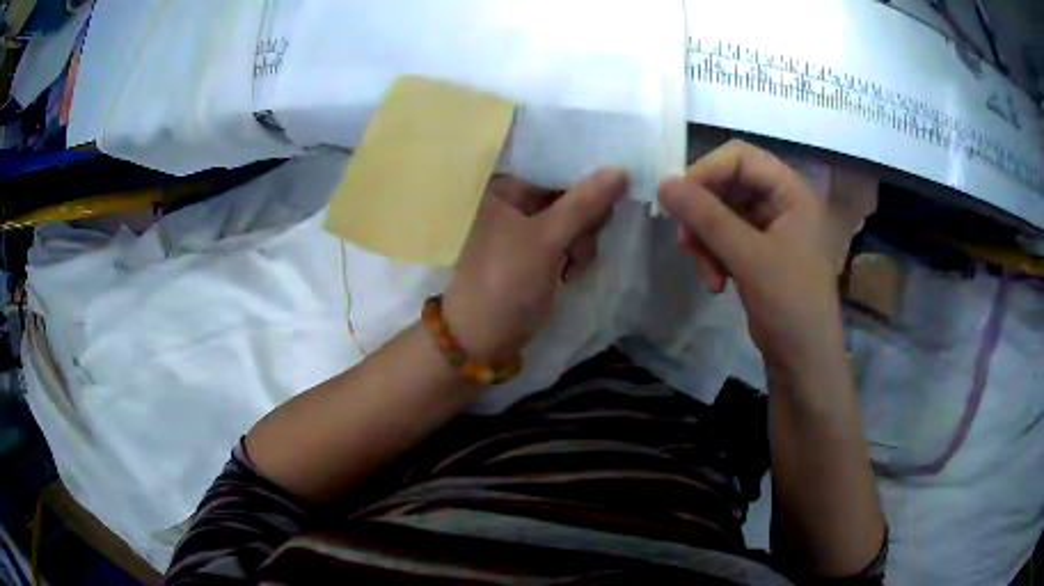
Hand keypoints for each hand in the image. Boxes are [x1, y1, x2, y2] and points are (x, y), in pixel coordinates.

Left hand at [443, 169, 627, 362]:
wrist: (483, 338)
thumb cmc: (505, 283)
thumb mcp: (545, 240)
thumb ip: (583, 203)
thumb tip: (621, 170)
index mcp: (509, 186)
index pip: (557, 163)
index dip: (588, 172)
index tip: (615, 186)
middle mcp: (519, 199)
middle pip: (573, 190)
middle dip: (586, 218)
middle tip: (580, 243)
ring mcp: (531, 227)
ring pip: (578, 217)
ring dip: (584, 241)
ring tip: (572, 267)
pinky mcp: (541, 251)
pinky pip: (573, 238)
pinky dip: (578, 255)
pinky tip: (570, 276)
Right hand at [658, 140, 843, 373]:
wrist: (804, 362)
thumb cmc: (790, 303)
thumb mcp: (749, 257)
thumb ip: (707, 217)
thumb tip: (663, 184)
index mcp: (791, 191)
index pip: (740, 157)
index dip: (706, 171)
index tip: (678, 200)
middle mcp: (781, 203)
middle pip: (727, 185)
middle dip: (704, 214)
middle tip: (686, 242)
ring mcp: (770, 229)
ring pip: (721, 214)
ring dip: (706, 241)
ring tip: (706, 274)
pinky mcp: (759, 254)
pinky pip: (726, 239)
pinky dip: (714, 257)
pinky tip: (715, 284)